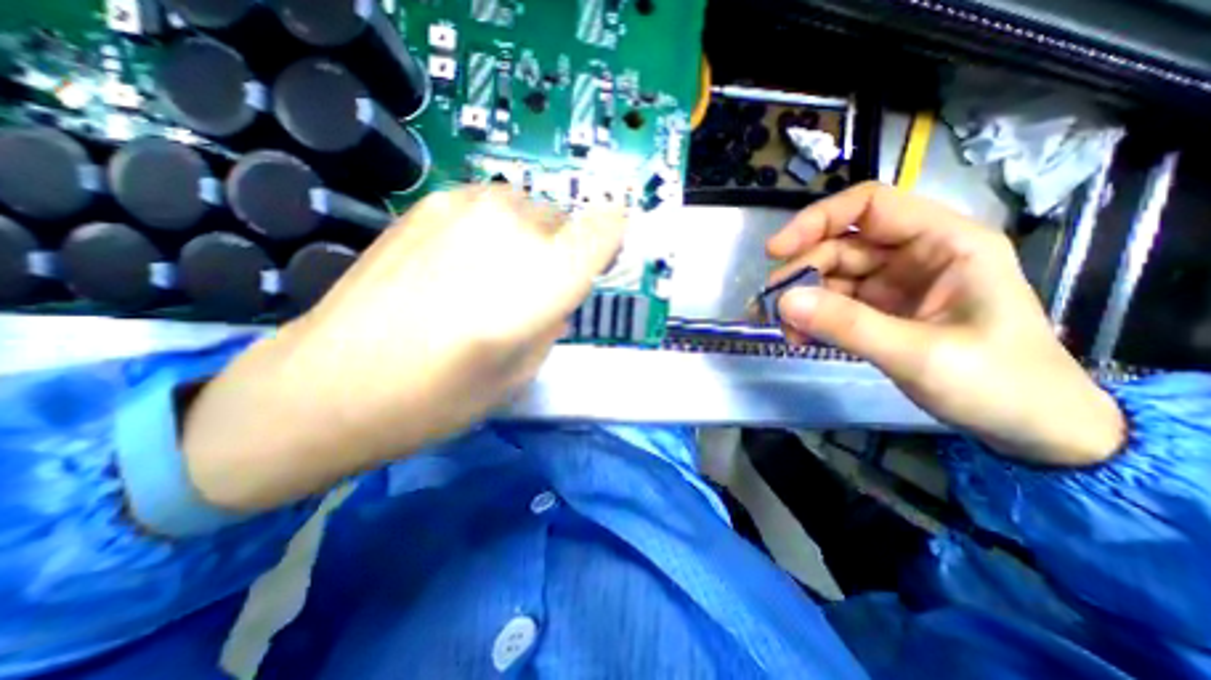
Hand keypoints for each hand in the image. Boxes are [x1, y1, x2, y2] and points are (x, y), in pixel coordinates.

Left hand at [182, 188, 628, 506]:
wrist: (331, 384)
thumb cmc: (440, 396)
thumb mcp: (524, 371)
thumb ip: (554, 320)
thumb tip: (559, 295)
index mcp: (546, 277)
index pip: (606, 229)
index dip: (611, 239)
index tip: (602, 258)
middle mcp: (515, 229)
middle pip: (566, 221)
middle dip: (562, 252)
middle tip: (534, 289)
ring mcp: (468, 207)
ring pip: (527, 209)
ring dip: (526, 238)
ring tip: (493, 276)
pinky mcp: (429, 202)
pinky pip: (488, 206)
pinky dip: (491, 229)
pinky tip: (457, 263)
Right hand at [766, 181, 1124, 467]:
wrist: (1031, 429)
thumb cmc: (998, 384)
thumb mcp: (919, 354)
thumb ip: (848, 326)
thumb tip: (782, 302)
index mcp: (944, 243)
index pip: (869, 207)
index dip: (817, 221)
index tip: (775, 251)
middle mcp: (914, 256)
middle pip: (839, 246)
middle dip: (801, 274)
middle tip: (770, 306)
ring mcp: (894, 285)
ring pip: (830, 277)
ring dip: (800, 301)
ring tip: (785, 332)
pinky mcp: (879, 311)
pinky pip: (833, 304)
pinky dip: (811, 318)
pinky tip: (799, 338)